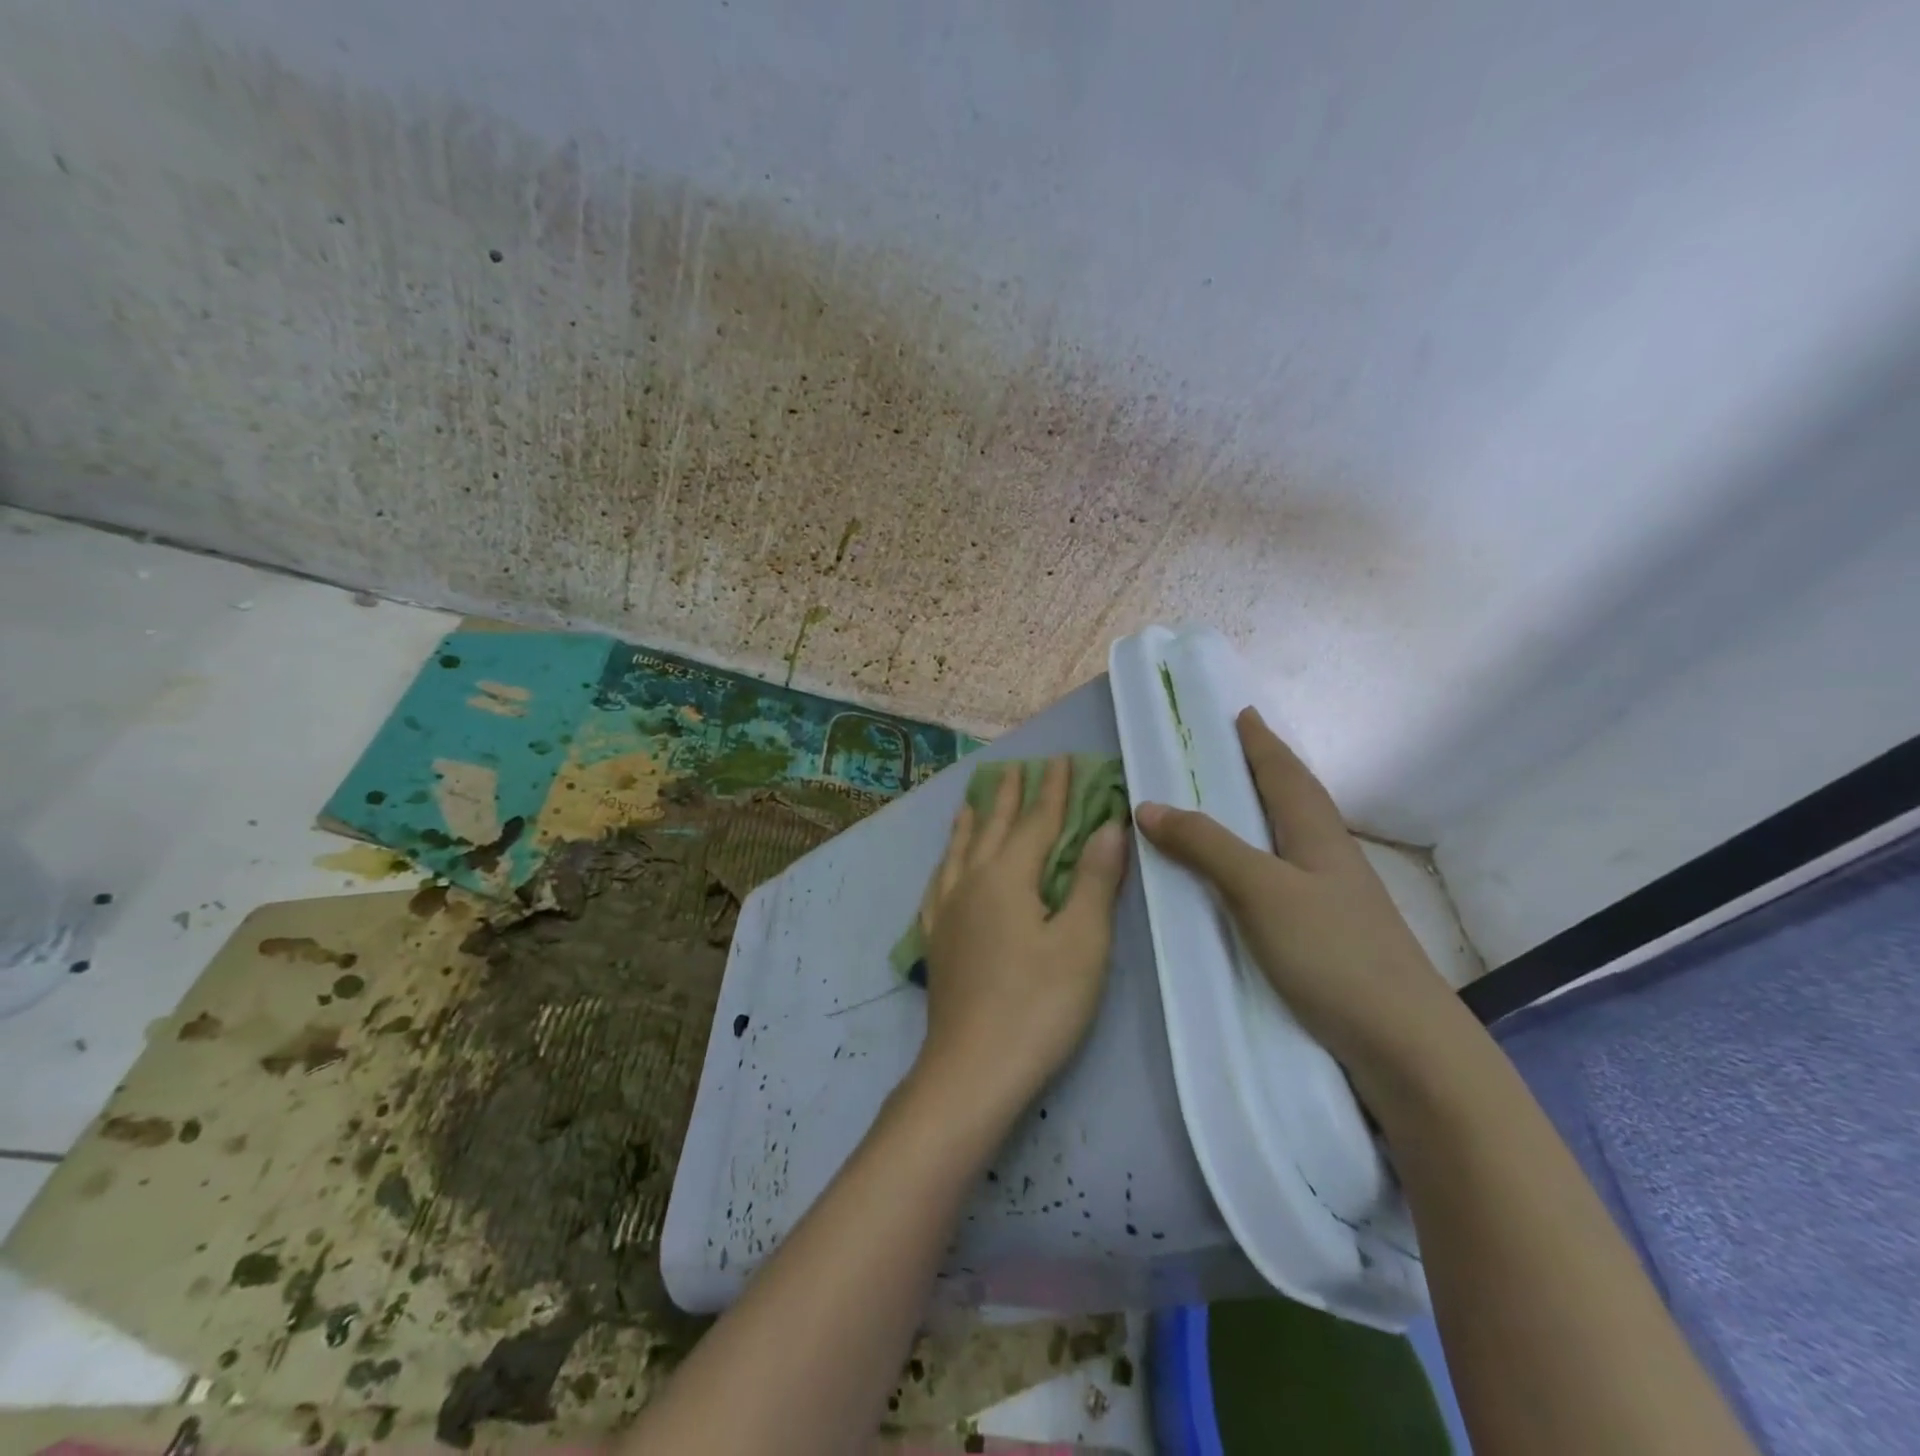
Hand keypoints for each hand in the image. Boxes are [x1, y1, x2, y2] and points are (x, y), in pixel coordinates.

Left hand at [914, 756, 1129, 1112]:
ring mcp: (947, 911)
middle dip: (1010, 796)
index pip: (1037, 821)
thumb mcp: (1083, 942)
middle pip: (994, 828)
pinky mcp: (936, 940)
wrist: (973, 1068)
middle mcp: (971, 882)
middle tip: (1017, 767)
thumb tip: (1109, 825)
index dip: (1053, 790)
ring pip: (959, 851)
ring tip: (973, 803)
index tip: (1061, 759)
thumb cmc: (1040, 1005)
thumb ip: (1095, 880)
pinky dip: (946, 863)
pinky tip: (944, 868)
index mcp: (1008, 876)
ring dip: (972, 823)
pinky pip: (938, 884)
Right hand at [1134, 709, 1463, 1092]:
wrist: (1405, 1045)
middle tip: (1228, 752)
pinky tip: (1246, 877)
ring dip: (1262, 813)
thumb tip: (1148, 804)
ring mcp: (1334, 898)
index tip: (1242, 713)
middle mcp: (1329, 857)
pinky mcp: (1329, 935)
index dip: (1261, 742)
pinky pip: (1285, 876)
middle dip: (1264, 770)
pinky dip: (1259, 859)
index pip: (1285, 773)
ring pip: (1292, 838)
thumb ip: (1206, 845)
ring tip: (1228, 807)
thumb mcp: (1260, 890)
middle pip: (1295, 799)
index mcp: (1318, 834)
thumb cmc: (1332, 952)